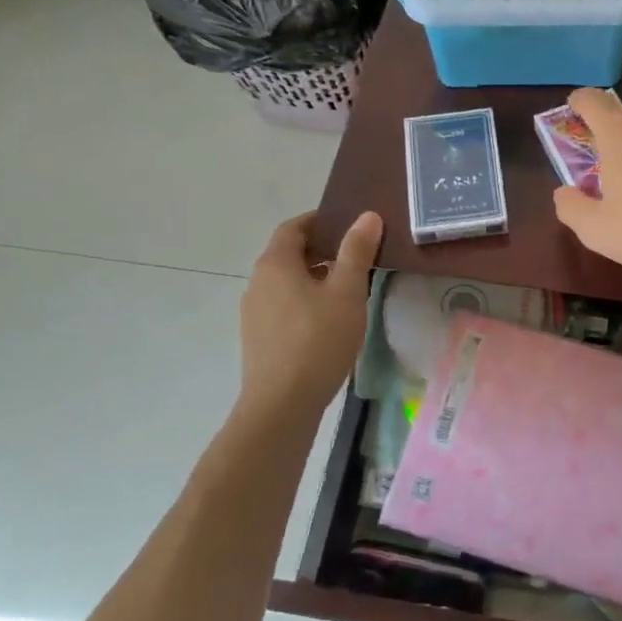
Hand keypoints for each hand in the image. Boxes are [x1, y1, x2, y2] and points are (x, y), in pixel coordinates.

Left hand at [238, 211, 381, 419]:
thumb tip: (367, 216)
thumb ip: (356, 251)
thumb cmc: (318, 341)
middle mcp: (258, 282)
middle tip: (356, 254)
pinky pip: (282, 306)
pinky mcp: (258, 338)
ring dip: (313, 277)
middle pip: (288, 254)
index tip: (348, 224)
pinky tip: (327, 320)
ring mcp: (254, 312)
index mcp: (275, 264)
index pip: (293, 227)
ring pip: (286, 282)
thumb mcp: (346, 292)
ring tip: (347, 288)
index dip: (319, 220)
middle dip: (321, 249)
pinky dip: (304, 300)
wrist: (282, 404)